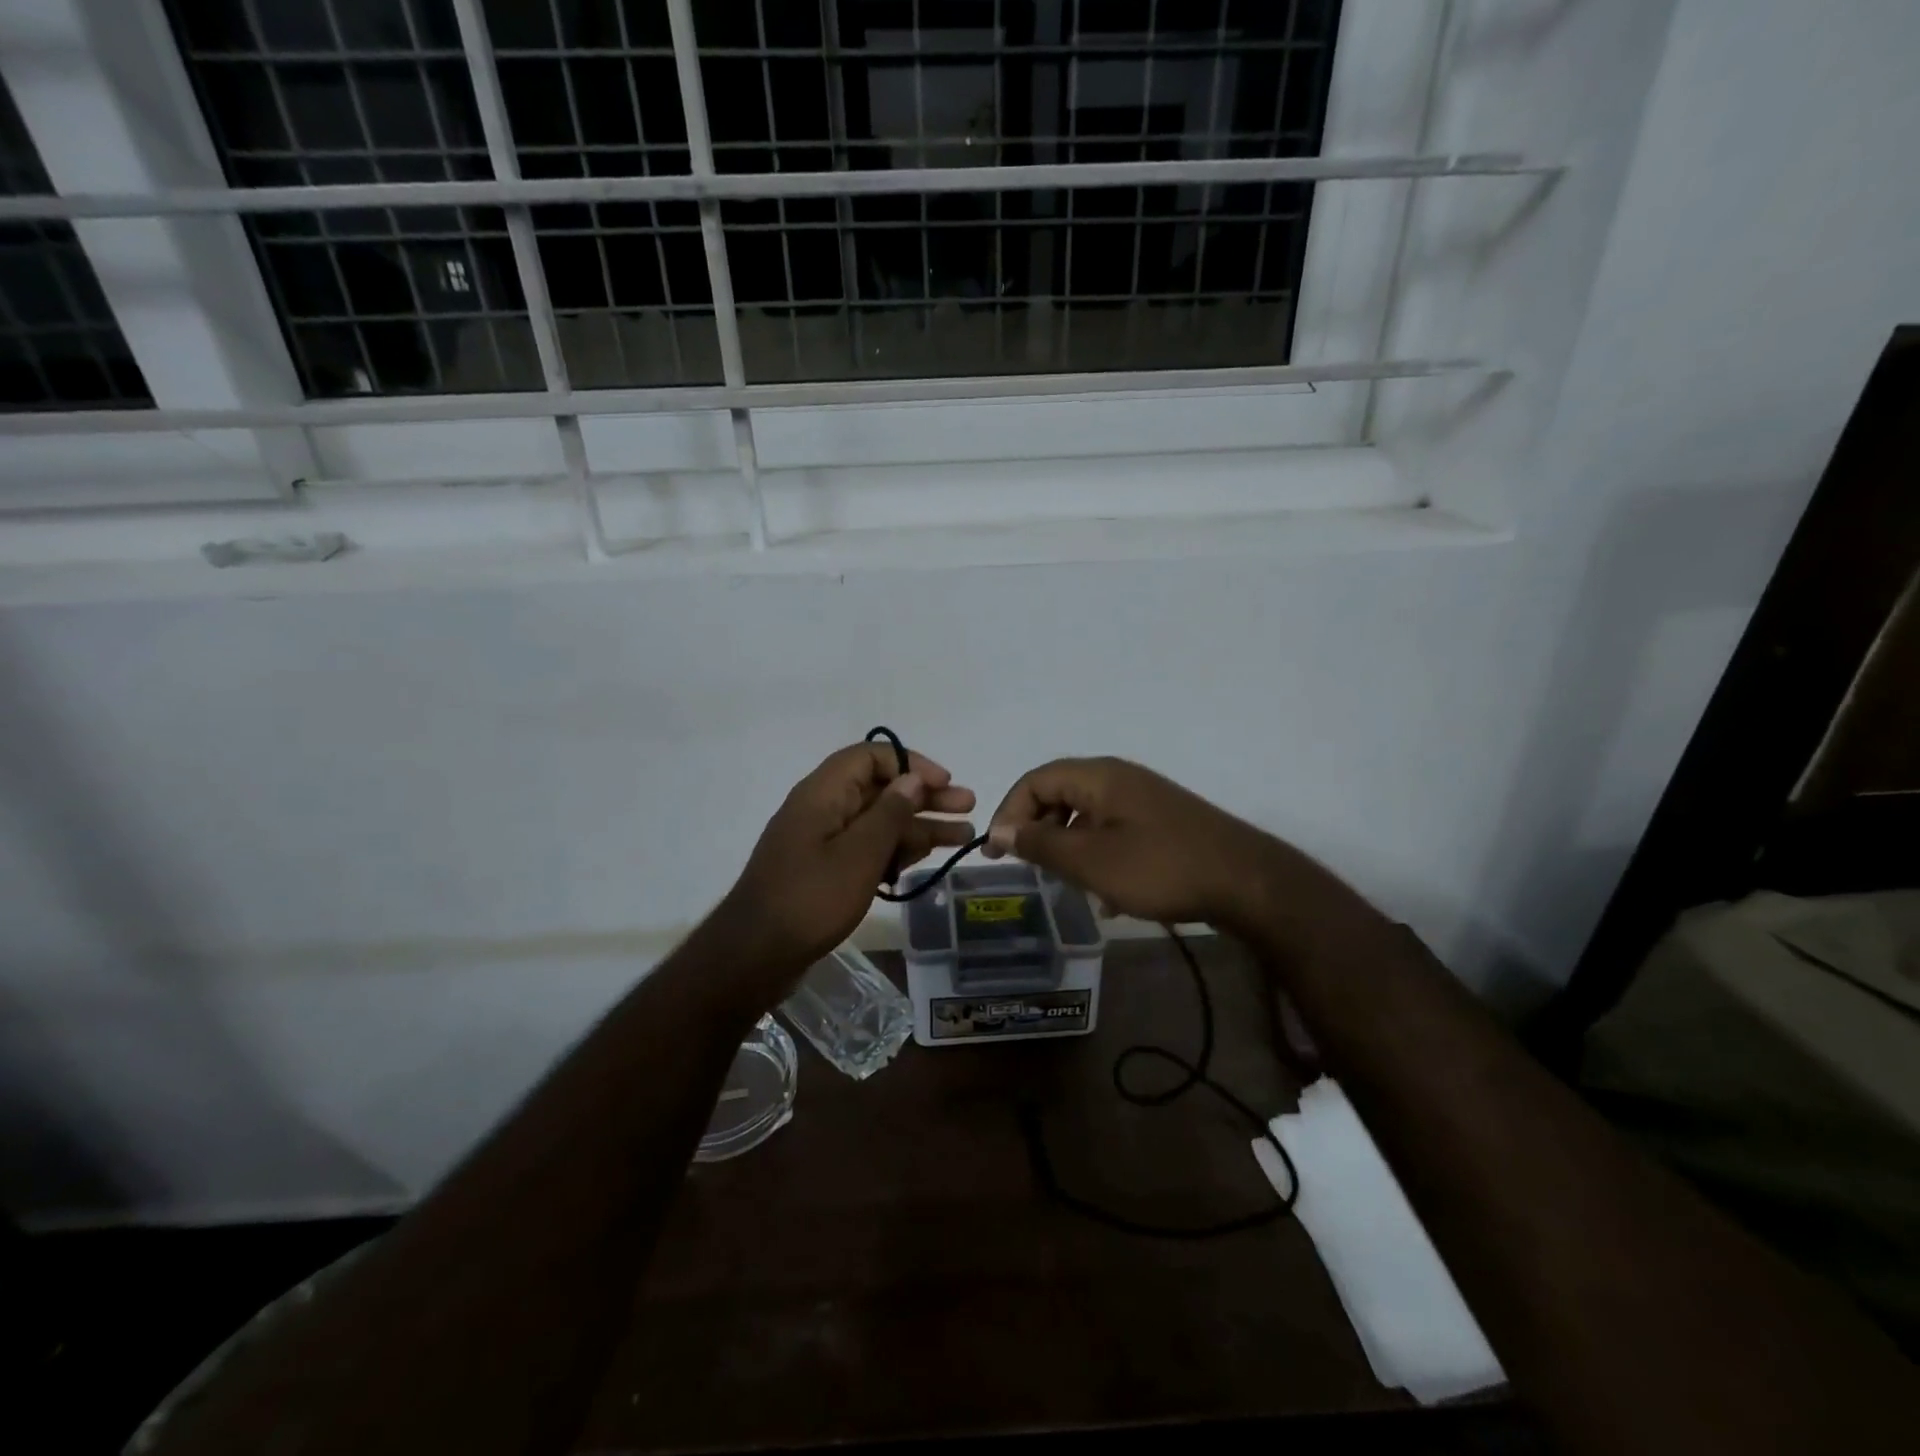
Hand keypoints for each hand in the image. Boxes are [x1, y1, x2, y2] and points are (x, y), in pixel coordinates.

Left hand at [718, 741, 975, 985]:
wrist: (756, 955)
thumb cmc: (810, 898)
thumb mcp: (859, 854)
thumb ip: (889, 814)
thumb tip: (912, 780)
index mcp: (823, 793)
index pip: (871, 757)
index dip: (911, 765)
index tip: (944, 784)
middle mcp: (823, 809)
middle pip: (880, 790)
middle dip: (925, 797)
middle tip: (968, 806)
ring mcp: (823, 841)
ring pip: (878, 822)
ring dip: (919, 826)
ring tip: (963, 835)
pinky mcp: (825, 869)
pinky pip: (866, 848)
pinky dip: (896, 850)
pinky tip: (926, 858)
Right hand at [984, 757, 1278, 928]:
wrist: (1246, 882)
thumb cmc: (1160, 868)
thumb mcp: (1092, 861)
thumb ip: (1042, 845)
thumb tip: (1002, 831)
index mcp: (1099, 776)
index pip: (1035, 780)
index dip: (1009, 812)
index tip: (997, 852)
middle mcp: (1119, 778)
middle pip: (1060, 794)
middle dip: (1037, 830)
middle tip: (1027, 867)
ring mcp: (1143, 799)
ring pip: (1086, 815)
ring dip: (1067, 847)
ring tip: (1064, 884)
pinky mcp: (1161, 822)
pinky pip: (1113, 830)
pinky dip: (1097, 855)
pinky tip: (1106, 896)